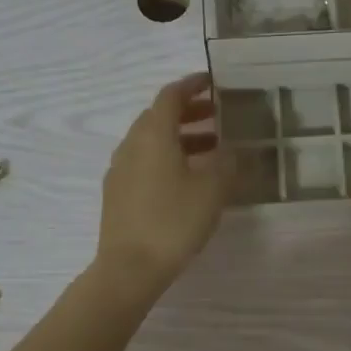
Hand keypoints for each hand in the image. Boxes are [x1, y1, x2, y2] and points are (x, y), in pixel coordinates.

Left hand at [95, 73, 231, 293]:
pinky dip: (167, 157)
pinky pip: (144, 161)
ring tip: (211, 149)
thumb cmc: (173, 221)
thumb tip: (233, 150)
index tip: (212, 82)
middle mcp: (132, 144)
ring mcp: (120, 169)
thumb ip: (227, 163)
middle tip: (217, 116)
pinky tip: (186, 178)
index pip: (171, 96)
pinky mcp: (117, 193)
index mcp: (153, 134)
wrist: (129, 268)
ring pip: (151, 141)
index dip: (192, 85)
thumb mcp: (212, 190)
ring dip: (180, 137)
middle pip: (159, 116)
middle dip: (189, 112)